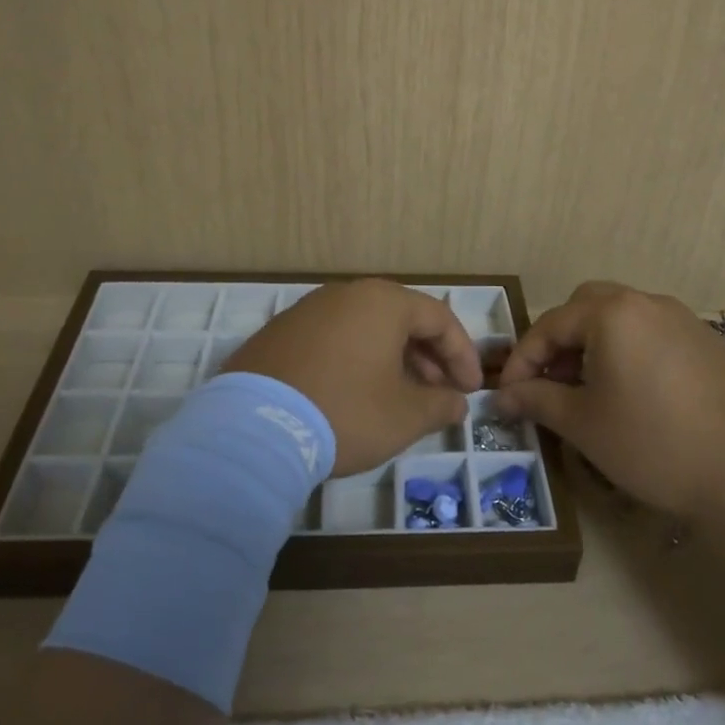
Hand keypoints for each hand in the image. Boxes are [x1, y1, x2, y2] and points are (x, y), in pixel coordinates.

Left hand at [222, 279, 482, 476]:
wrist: (253, 430)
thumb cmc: (344, 413)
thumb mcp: (405, 416)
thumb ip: (440, 405)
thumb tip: (456, 402)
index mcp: (382, 302)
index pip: (439, 318)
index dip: (462, 354)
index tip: (471, 389)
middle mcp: (345, 294)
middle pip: (401, 318)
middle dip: (428, 357)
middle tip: (439, 393)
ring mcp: (306, 311)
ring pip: (365, 328)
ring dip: (392, 359)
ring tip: (399, 396)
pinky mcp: (278, 334)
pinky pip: (332, 339)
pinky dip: (355, 360)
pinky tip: (354, 394)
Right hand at [495, 281, 724, 516]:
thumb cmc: (654, 443)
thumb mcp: (584, 424)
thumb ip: (537, 400)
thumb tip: (501, 397)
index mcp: (612, 313)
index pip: (550, 325)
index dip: (522, 359)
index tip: (506, 394)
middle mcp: (648, 302)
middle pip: (587, 307)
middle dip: (560, 341)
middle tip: (549, 382)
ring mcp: (685, 320)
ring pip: (624, 318)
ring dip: (595, 344)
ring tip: (589, 390)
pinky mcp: (710, 344)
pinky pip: (655, 335)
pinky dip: (631, 353)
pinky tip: (637, 395)